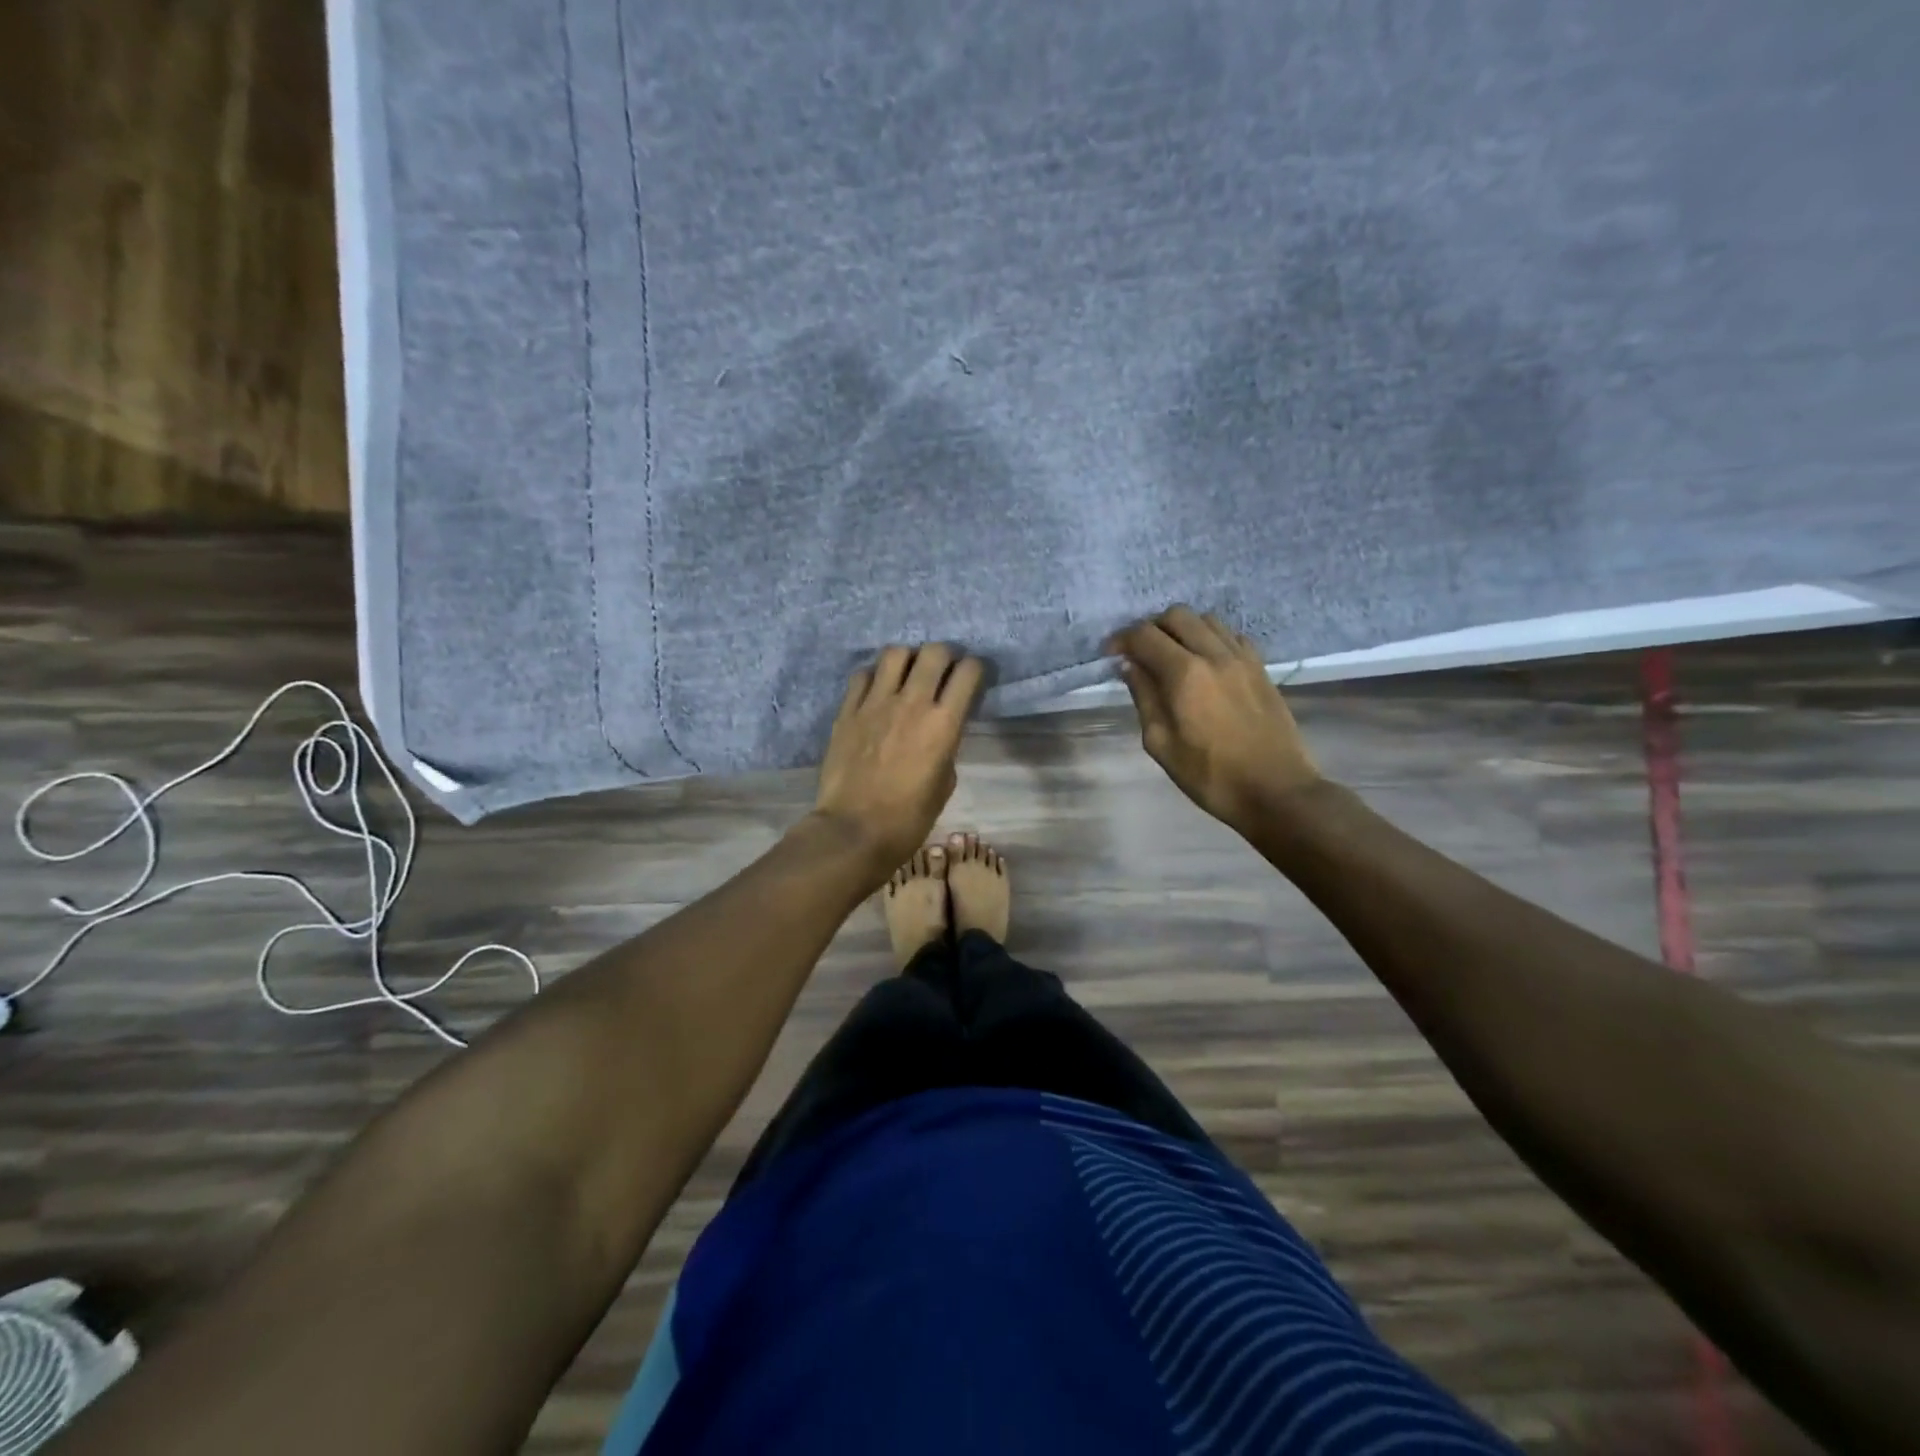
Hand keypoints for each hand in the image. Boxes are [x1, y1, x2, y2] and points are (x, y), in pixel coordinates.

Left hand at [813, 643, 983, 873]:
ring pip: (895, 653)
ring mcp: (875, 703)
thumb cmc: (908, 819)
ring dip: (908, 659)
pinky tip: (877, 692)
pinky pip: (863, 675)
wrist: (854, 831)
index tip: (973, 678)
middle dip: (945, 656)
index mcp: (944, 723)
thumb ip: (946, 747)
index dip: (975, 669)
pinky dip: (875, 676)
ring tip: (908, 675)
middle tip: (943, 672)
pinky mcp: (848, 711)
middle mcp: (912, 703)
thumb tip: (940, 732)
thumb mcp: (944, 784)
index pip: (968, 672)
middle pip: (935, 652)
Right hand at [1110, 606, 1321, 833]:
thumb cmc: (1210, 775)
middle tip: (1140, 653)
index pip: (1145, 636)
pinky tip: (1205, 663)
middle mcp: (1214, 654)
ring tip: (1172, 655)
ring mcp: (1242, 658)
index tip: (1110, 654)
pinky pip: (1231, 636)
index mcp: (1185, 674)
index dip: (1121, 639)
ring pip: (1206, 620)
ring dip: (1182, 629)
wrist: (1275, 790)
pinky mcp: (1261, 667)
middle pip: (1176, 615)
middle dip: (1151, 628)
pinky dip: (1210, 639)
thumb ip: (1144, 697)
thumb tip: (1130, 666)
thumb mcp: (1161, 743)